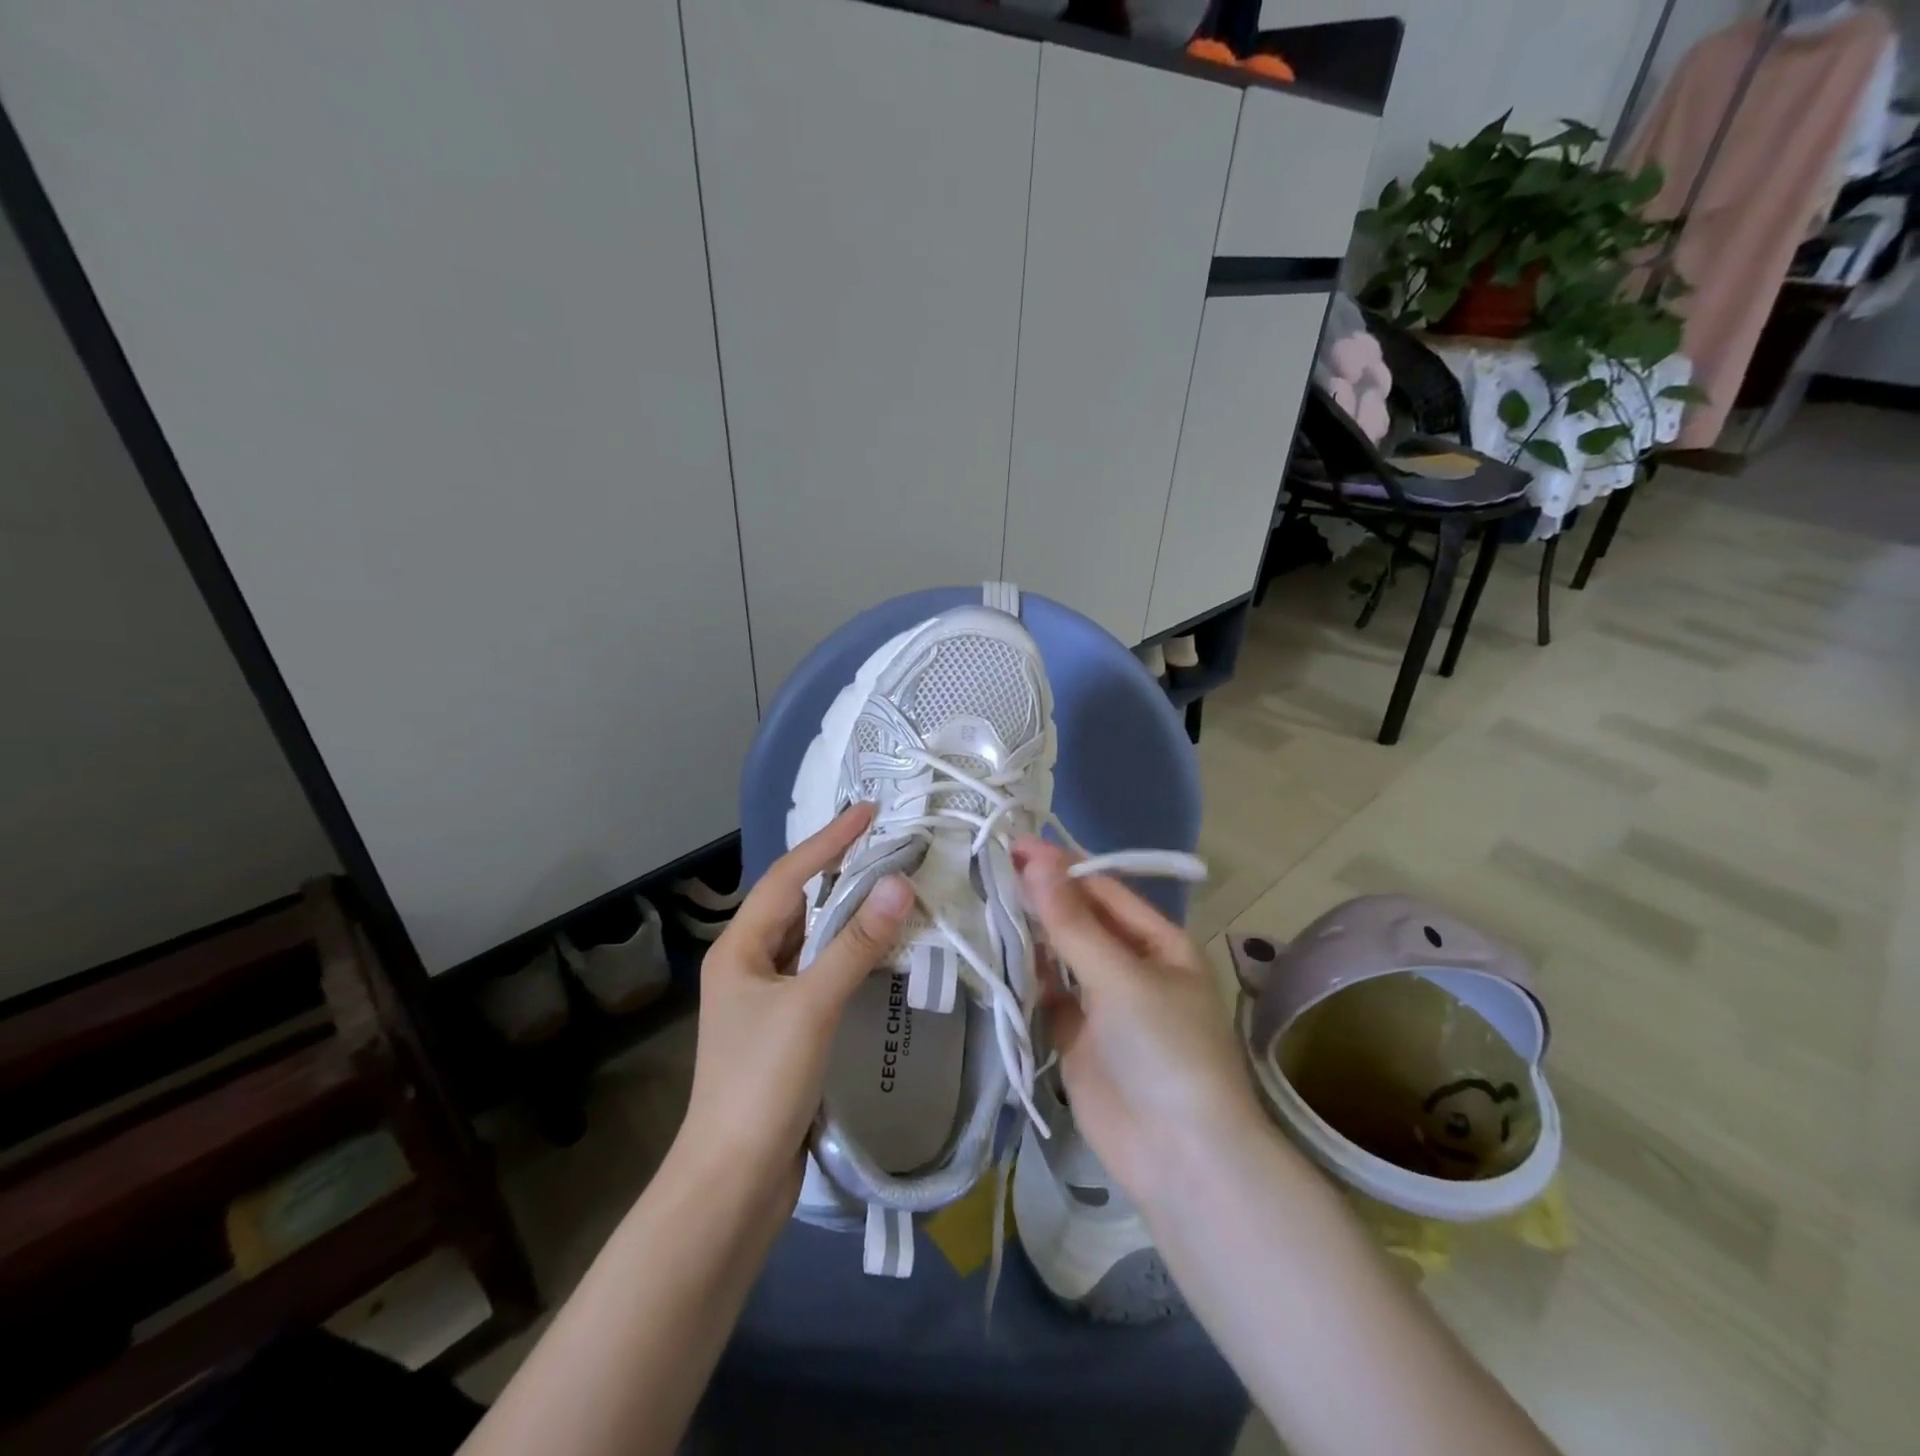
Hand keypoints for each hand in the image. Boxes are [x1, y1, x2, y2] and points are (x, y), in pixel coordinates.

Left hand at [678, 804, 912, 1206]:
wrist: (733, 1181)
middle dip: (838, 869)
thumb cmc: (762, 1082)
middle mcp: (748, 963)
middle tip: (885, 842)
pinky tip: (879, 948)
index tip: (870, 811)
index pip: (789, 876)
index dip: (829, 841)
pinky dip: (850, 951)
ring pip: (811, 937)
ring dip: (847, 910)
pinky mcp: (786, 1026)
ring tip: (889, 884)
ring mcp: (766, 997)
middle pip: (798, 901)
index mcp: (739, 948)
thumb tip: (900, 883)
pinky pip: (821, 969)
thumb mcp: (811, 1005)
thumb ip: (856, 944)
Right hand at [1013, 838, 1263, 1205]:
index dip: (1062, 867)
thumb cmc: (1164, 1050)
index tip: (1015, 844)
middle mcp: (1131, 967)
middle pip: (1080, 921)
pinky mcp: (1076, 1039)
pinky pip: (1047, 996)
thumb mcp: (1121, 977)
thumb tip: (1036, 861)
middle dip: (1042, 896)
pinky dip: (1025, 977)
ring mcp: (1103, 1005)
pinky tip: (994, 955)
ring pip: (1060, 957)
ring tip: (982, 901)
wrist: (1180, 1158)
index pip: (1104, 891)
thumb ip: (1072, 922)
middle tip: (989, 866)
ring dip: (1029, 934)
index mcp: (1158, 943)